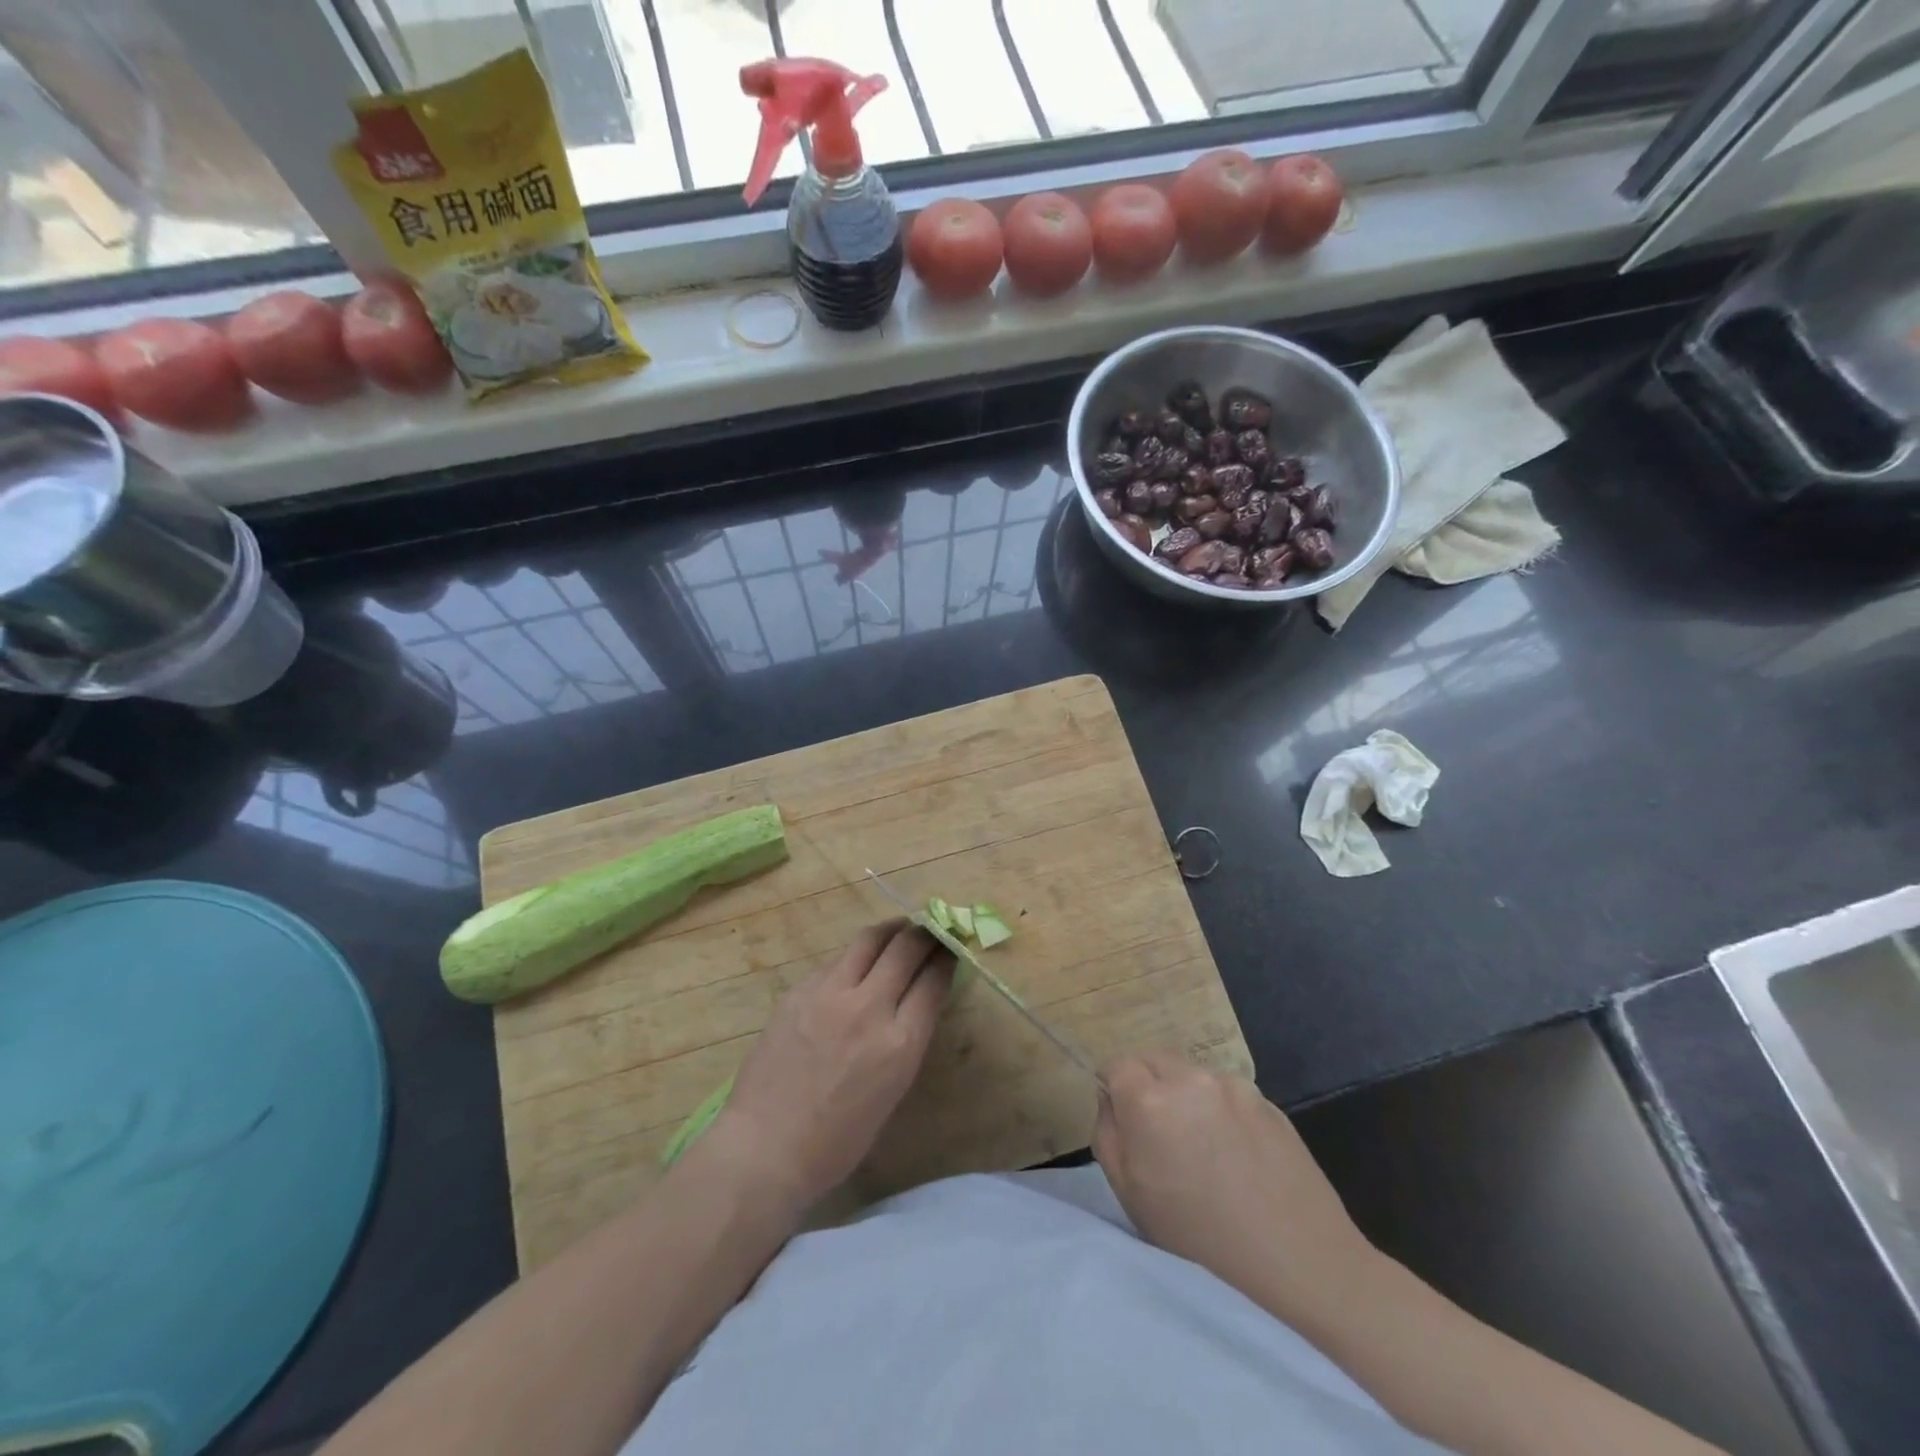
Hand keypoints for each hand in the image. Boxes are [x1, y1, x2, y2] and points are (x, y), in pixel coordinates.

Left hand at [711, 920, 951, 1211]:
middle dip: (925, 934)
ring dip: (891, 931)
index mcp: (900, 1043)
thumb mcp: (892, 1091)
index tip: (950, 948)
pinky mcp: (799, 990)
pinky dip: (854, 956)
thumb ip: (907, 1038)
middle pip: (906, 947)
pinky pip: (835, 960)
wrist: (764, 1148)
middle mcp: (869, 1008)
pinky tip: (854, 965)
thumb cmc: (836, 1141)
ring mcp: (830, 994)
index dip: (946, 957)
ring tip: (898, 931)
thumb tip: (917, 999)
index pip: (933, 979)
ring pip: (869, 939)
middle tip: (930, 930)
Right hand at [1093, 1049, 1376, 1318]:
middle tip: (1161, 1134)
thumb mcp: (1131, 1197)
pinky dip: (1222, 1111)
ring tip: (1204, 1148)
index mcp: (1149, 1100)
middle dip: (1148, 1085)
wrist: (1301, 1266)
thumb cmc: (1201, 1241)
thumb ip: (1109, 1134)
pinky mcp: (1268, 1100)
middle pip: (1153, 1059)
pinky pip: (1228, 1093)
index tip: (1126, 1122)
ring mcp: (1233, 1086)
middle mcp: (1190, 1079)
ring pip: (1192, 1075)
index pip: (1116, 1065)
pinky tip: (1238, 1155)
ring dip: (1186, 1096)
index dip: (1115, 1089)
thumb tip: (1110, 1098)